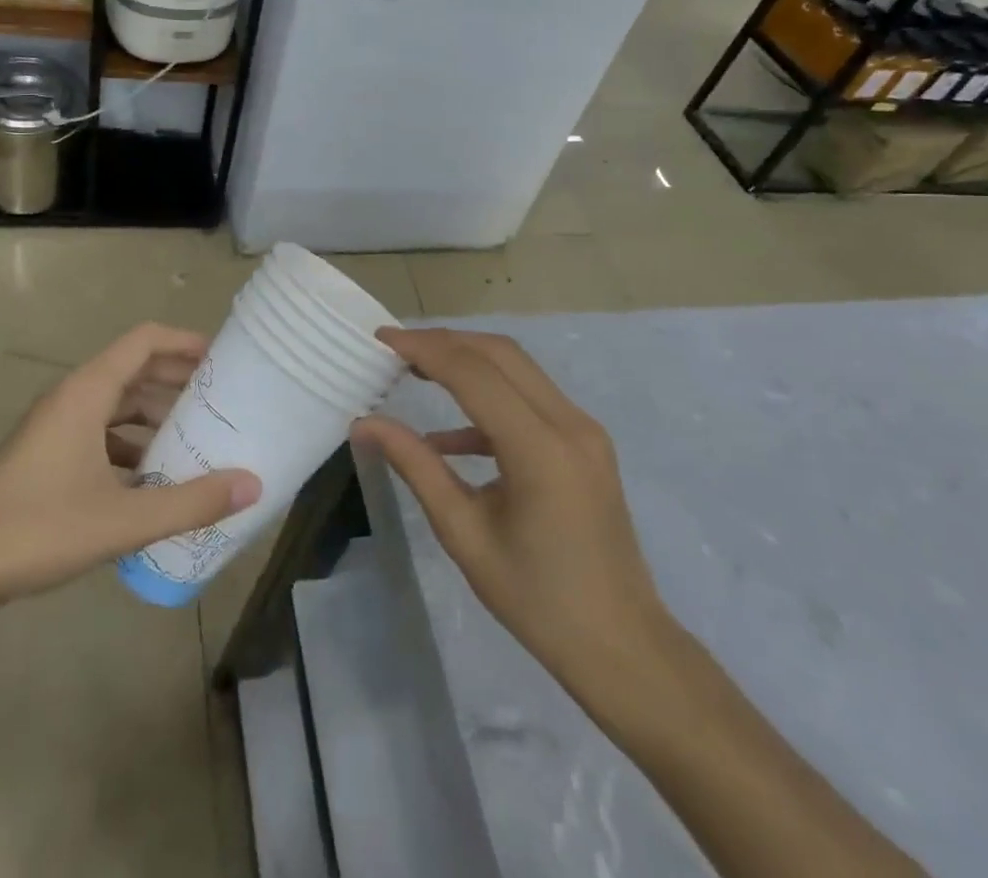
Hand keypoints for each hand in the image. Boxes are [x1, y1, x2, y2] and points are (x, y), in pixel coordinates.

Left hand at [0, 324, 260, 615]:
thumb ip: (190, 502)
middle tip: (223, 400)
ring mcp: (57, 426)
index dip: (186, 342)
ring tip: (198, 437)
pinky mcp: (47, 454)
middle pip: (135, 369)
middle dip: (179, 380)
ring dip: (157, 414)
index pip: (145, 340)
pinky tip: (153, 478)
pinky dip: (133, 443)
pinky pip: (101, 432)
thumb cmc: (36, 529)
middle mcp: (72, 398)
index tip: (224, 359)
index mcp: (88, 392)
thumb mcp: (122, 519)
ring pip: (118, 404)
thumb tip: (252, 485)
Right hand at [352, 328, 678, 698]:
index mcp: (540, 449)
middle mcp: (570, 423)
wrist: (622, 647)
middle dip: (444, 342)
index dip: (424, 348)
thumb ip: (416, 467)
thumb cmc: (538, 601)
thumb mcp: (465, 534)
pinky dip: (489, 400)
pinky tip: (449, 435)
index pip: (474, 373)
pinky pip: (531, 400)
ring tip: (416, 371)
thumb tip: (365, 424)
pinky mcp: (585, 442)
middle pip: (500, 354)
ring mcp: (584, 430)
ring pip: (518, 369)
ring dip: (467, 362)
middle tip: (396, 349)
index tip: (382, 339)